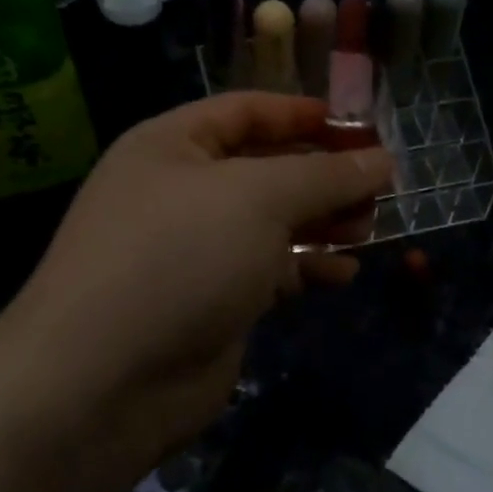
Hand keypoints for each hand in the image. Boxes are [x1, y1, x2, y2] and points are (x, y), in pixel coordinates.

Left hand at [0, 93, 391, 468]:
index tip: (361, 127)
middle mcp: (183, 192)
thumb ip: (327, 175)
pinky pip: (272, 271)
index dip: (303, 114)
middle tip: (378, 187)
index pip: (246, 112)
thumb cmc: (180, 258)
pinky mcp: (216, 301)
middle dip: (324, 175)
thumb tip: (383, 159)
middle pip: (268, 168)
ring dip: (323, 222)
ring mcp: (198, 251)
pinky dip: (308, 268)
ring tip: (369, 229)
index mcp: (173, 147)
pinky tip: (344, 274)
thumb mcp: (259, 198)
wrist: (109, 379)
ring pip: (275, 223)